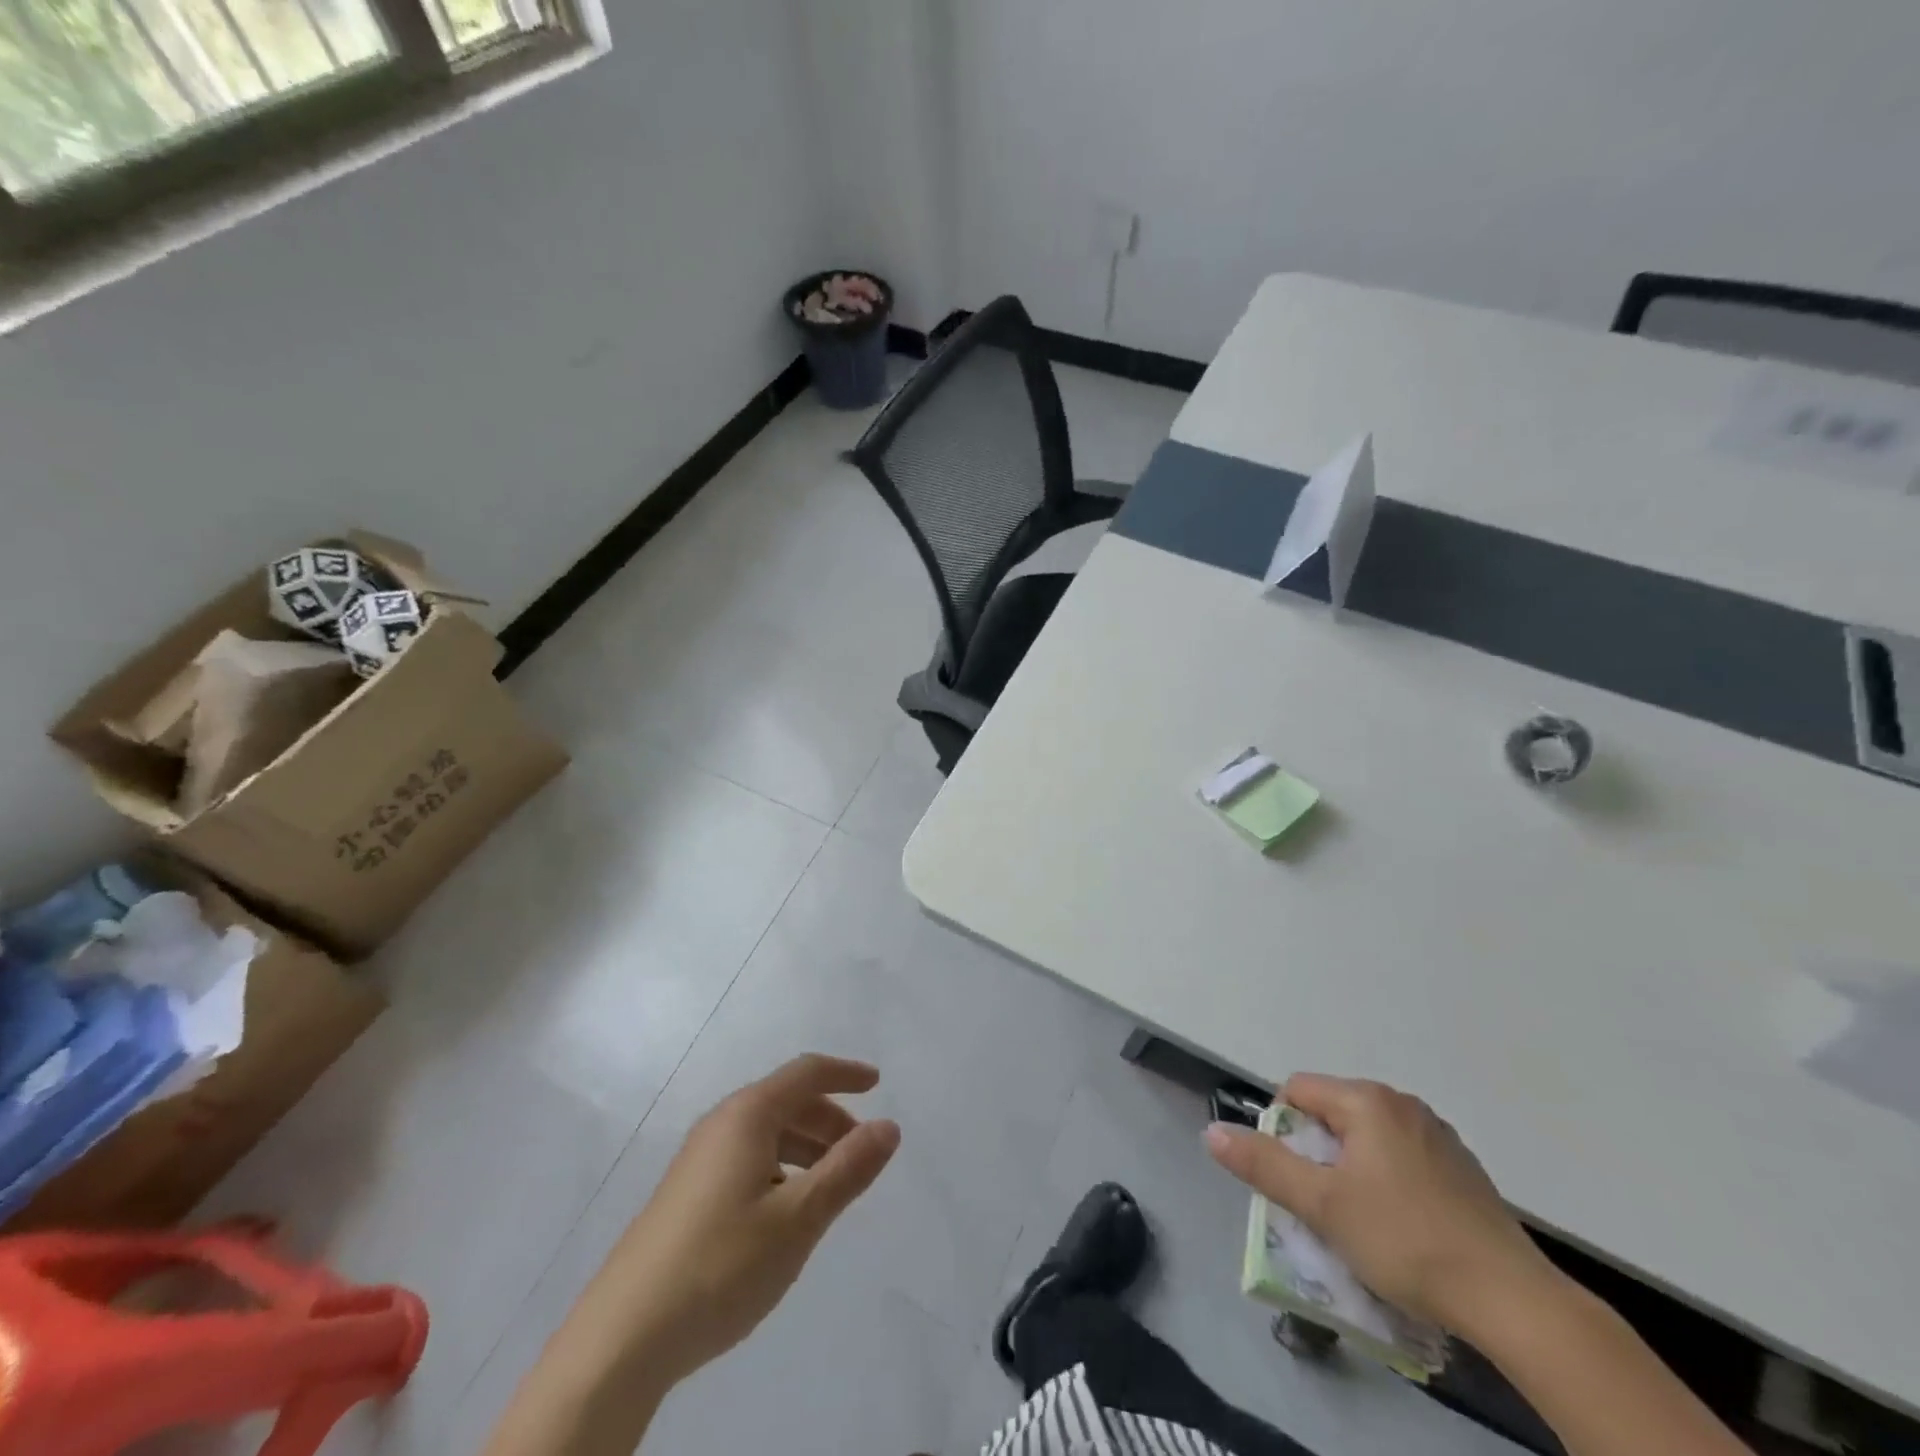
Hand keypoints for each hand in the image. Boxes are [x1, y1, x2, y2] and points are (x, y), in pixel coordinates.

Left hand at [595, 1054, 900, 1386]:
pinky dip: (780, 1168)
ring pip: (766, 1134)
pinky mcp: (686, 1195)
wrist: (621, 1340)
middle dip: (830, 1118)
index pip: (806, 1073)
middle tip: (862, 1151)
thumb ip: (848, 1169)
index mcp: (747, 1115)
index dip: (845, 1074)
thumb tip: (888, 1127)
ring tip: (831, 1185)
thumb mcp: (798, 1219)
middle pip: (786, 1101)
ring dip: (806, 1147)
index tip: (879, 1083)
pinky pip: (747, 1159)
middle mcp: (720, 1125)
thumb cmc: (720, 1265)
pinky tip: (786, 1213)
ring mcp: (698, 1160)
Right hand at [1205, 1073, 1551, 1328]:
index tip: (1292, 1178)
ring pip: (1368, 1137)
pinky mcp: (1463, 1169)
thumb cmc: (1405, 1241)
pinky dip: (1387, 1181)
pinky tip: (1402, 1228)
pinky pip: (1403, 1158)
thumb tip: (1211, 1132)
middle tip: (1320, 1204)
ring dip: (1351, 1168)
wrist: (1514, 1301)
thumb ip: (1264, 1164)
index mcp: (1367, 1100)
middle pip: (1333, 1113)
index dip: (1281, 1130)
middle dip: (1316, 1153)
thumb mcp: (1321, 1205)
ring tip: (1359, 1220)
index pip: (1298, 1090)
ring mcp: (1438, 1135)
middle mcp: (1402, 1103)